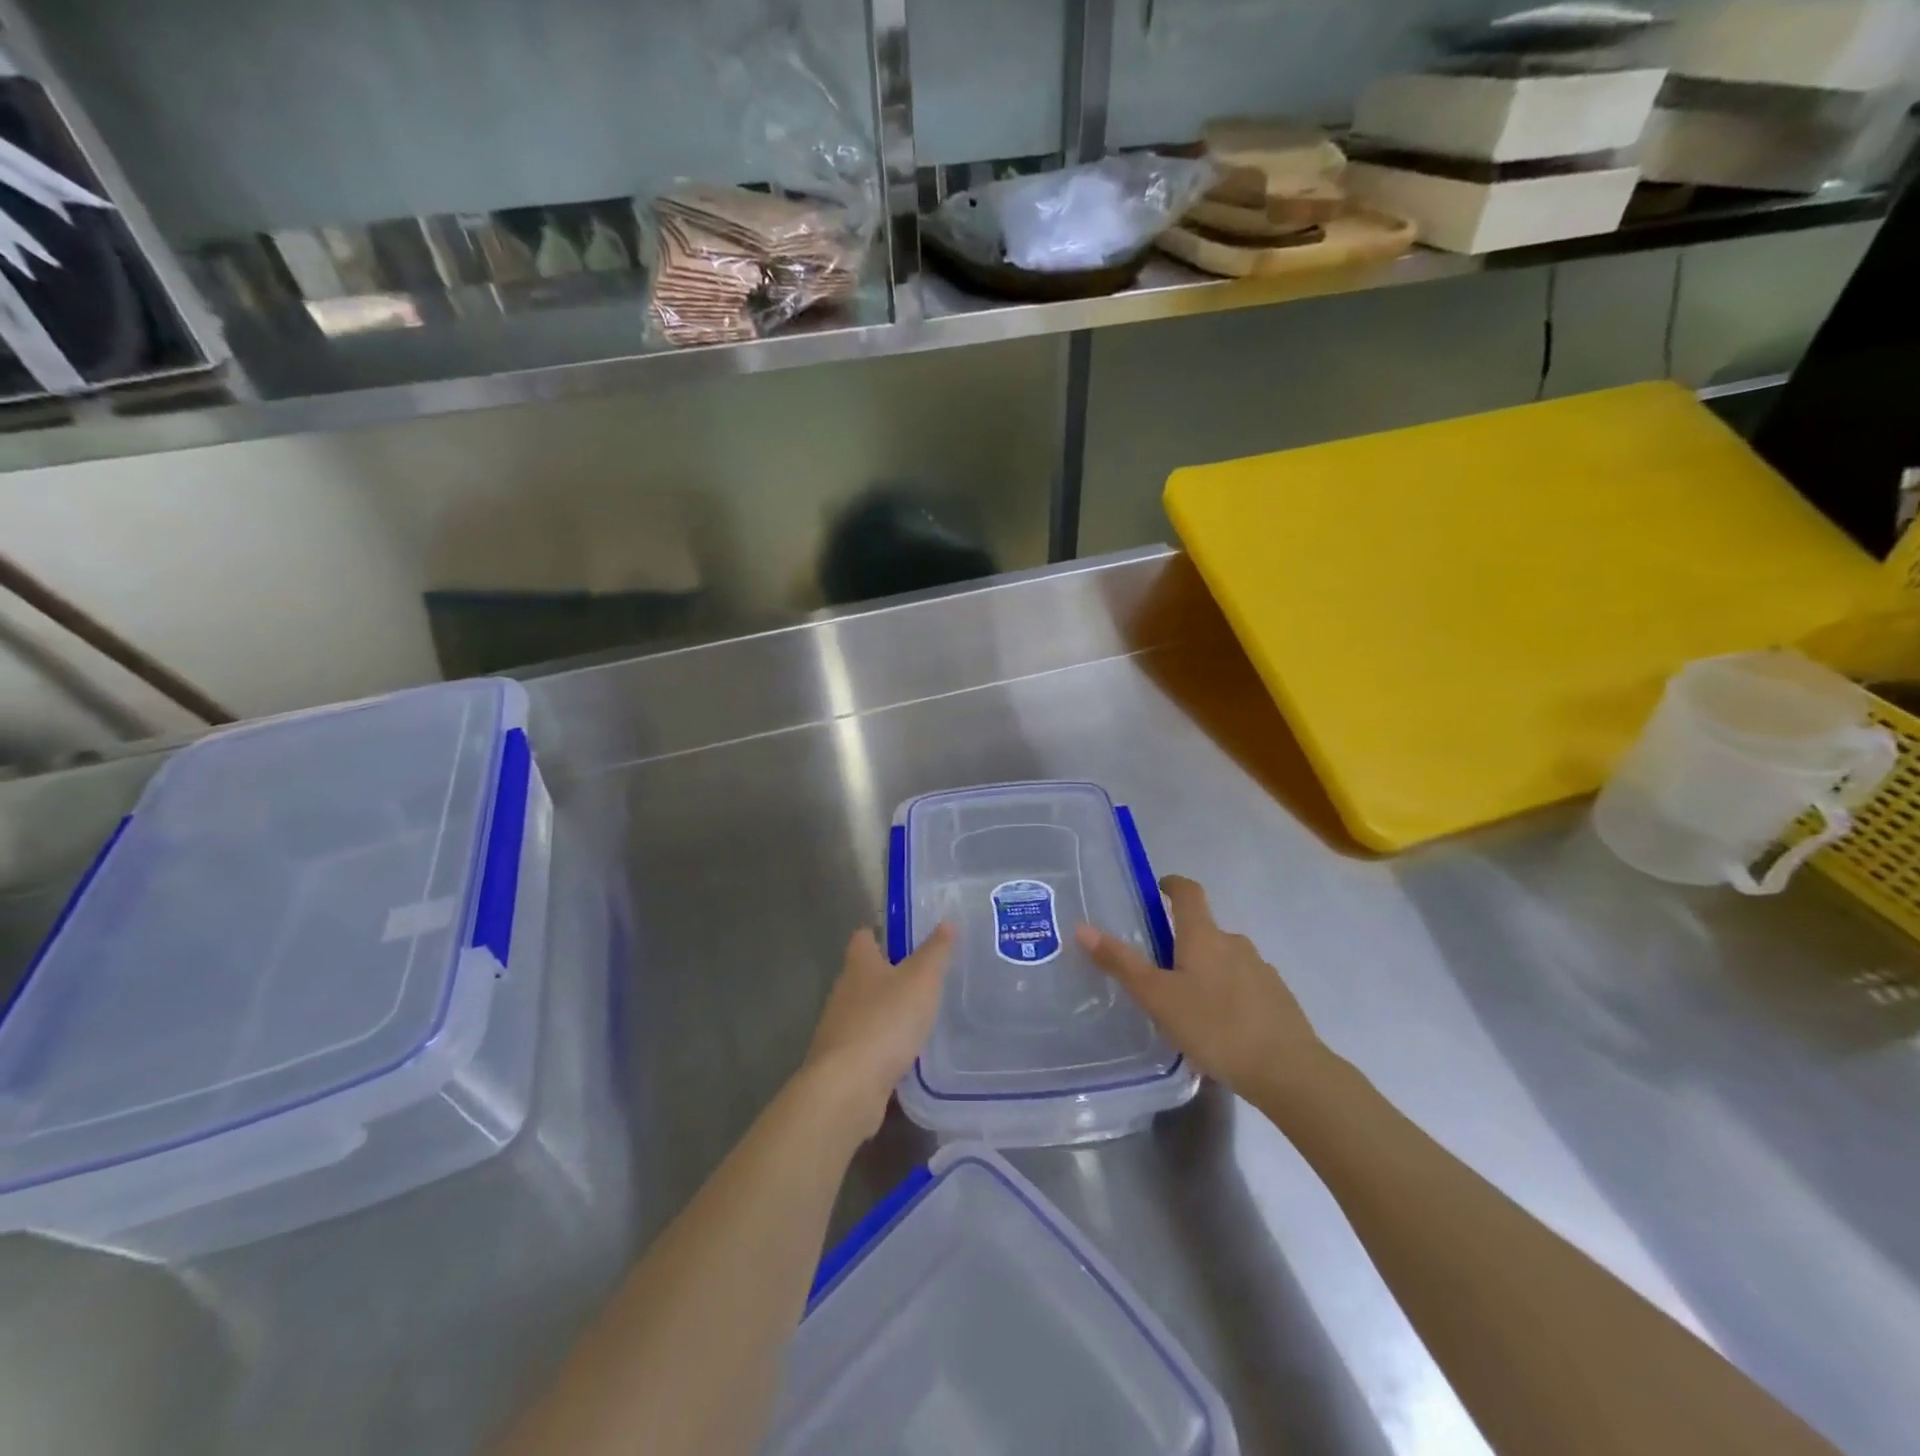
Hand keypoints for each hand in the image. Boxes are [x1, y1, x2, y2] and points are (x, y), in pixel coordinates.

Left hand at [801, 922, 954, 1140]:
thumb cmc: (885, 1021)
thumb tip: (947, 921)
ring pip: (865, 1011)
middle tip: (924, 977)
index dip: (881, 933)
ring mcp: (839, 1029)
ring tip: (920, 1016)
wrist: (847, 1087)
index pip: (863, 937)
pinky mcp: (842, 1063)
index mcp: (858, 965)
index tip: (905, 937)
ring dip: (887, 1013)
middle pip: (864, 975)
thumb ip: (935, 952)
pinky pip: (867, 1046)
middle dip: (889, 975)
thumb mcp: (920, 980)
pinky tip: (906, 1055)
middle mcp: (843, 992)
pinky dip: (884, 1047)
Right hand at [1075, 875, 1322, 1102]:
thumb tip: (1083, 927)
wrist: (1288, 1071)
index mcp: (1204, 936)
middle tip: (1158, 966)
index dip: (1172, 885)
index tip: (1158, 888)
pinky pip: (1244, 986)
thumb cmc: (1215, 1026)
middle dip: (1183, 941)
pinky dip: (1227, 995)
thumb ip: (1121, 963)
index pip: (1188, 893)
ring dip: (1206, 970)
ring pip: (1225, 960)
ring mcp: (1261, 971)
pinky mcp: (1278, 1000)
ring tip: (1186, 1003)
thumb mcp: (1157, 997)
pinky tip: (1218, 1027)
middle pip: (1205, 930)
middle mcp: (1235, 944)